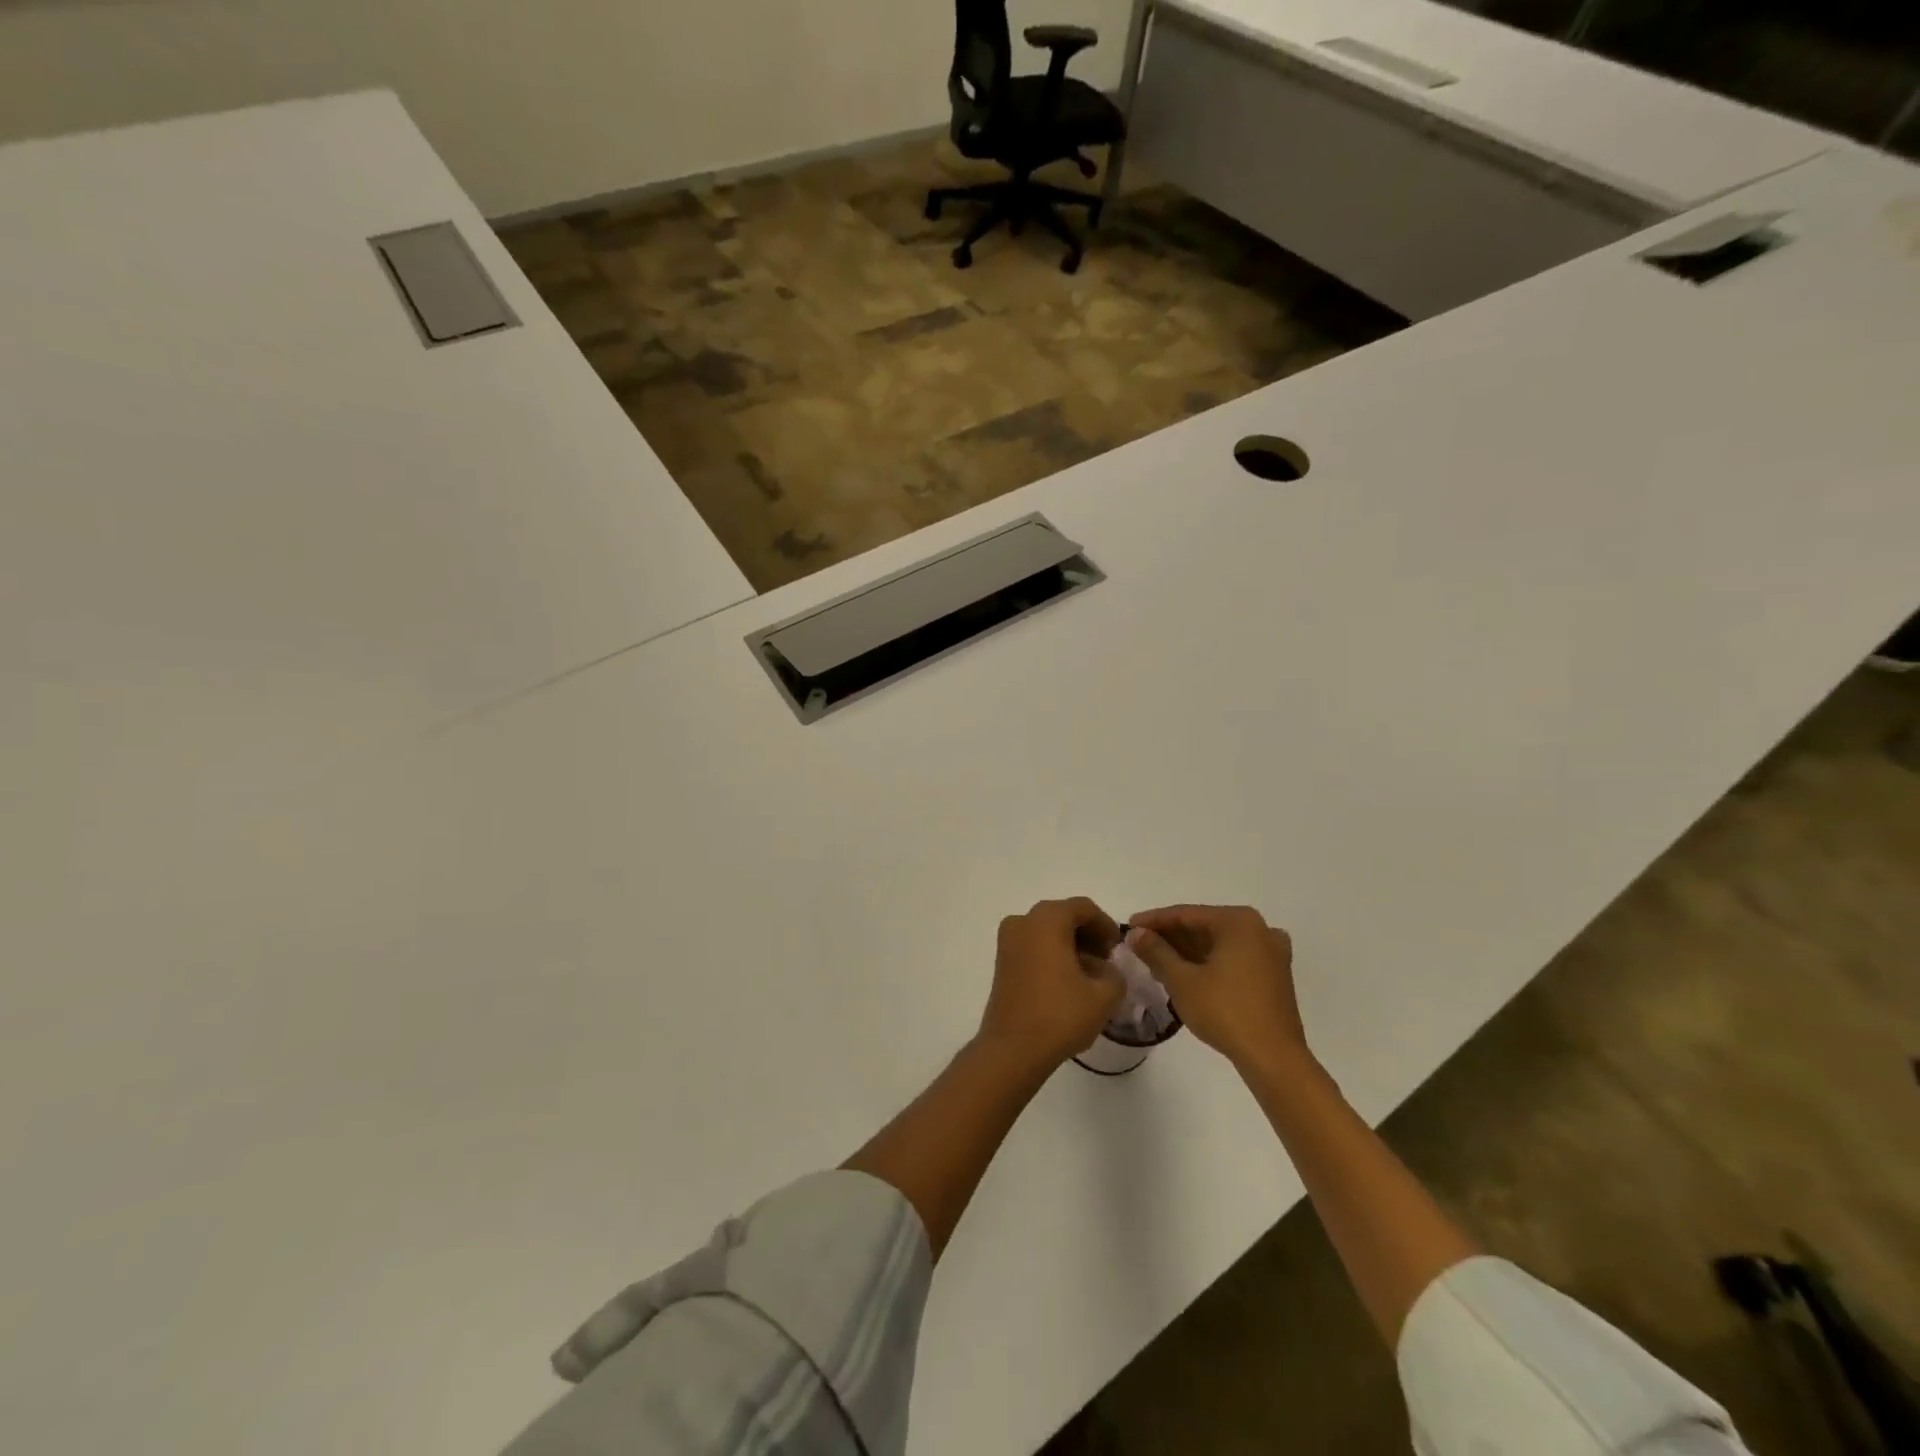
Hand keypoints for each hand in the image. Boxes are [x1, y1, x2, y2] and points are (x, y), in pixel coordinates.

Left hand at [979, 898, 1125, 1072]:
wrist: (1013, 1049)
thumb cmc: (1060, 1015)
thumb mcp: (1104, 996)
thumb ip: (1115, 974)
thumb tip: (1107, 969)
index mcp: (1047, 920)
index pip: (1083, 908)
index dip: (1106, 925)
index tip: (1119, 949)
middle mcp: (1023, 921)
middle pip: (1062, 916)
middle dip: (1088, 934)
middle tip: (1107, 960)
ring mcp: (1007, 941)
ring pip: (1046, 931)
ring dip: (1070, 945)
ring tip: (1090, 975)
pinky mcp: (1001, 962)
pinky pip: (1032, 945)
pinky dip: (1052, 954)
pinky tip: (1068, 981)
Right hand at [1125, 905, 1308, 1073]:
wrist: (1274, 1058)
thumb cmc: (1225, 1011)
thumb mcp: (1182, 980)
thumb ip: (1155, 951)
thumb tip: (1135, 933)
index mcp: (1238, 921)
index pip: (1186, 914)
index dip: (1153, 920)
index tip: (1127, 927)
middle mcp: (1259, 929)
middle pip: (1204, 926)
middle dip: (1170, 938)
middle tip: (1140, 947)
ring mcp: (1270, 952)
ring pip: (1218, 943)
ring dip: (1188, 952)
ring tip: (1157, 963)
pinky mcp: (1274, 975)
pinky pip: (1234, 958)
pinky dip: (1210, 962)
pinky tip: (1188, 975)